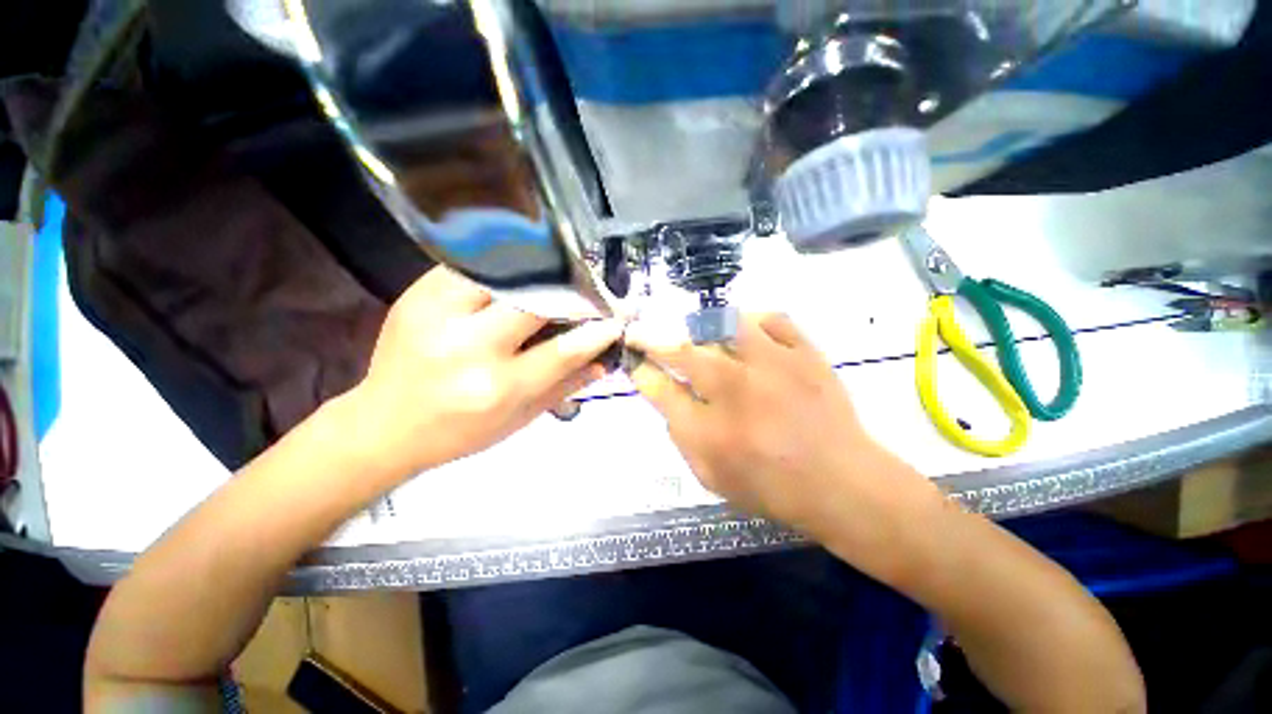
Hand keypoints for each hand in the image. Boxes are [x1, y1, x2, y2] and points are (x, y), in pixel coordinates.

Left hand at [350, 268, 623, 475]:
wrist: (385, 425)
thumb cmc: (460, 431)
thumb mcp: (519, 420)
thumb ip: (565, 386)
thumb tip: (605, 360)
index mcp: (497, 388)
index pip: (563, 350)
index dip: (597, 331)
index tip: (616, 319)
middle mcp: (469, 348)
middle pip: (535, 301)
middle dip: (570, 292)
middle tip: (588, 289)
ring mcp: (438, 315)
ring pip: (503, 273)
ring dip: (536, 271)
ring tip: (555, 272)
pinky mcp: (417, 295)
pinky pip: (471, 265)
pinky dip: (502, 264)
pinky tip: (516, 268)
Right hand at [628, 313, 939, 535]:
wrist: (842, 483)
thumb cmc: (771, 487)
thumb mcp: (711, 475)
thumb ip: (681, 434)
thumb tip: (666, 394)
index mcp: (710, 431)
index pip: (659, 388)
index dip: (640, 370)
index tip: (633, 361)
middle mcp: (737, 392)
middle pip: (681, 351)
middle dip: (651, 338)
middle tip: (641, 333)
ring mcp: (774, 366)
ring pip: (723, 325)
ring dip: (697, 326)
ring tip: (693, 332)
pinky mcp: (805, 353)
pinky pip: (771, 318)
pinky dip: (750, 319)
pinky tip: (743, 330)